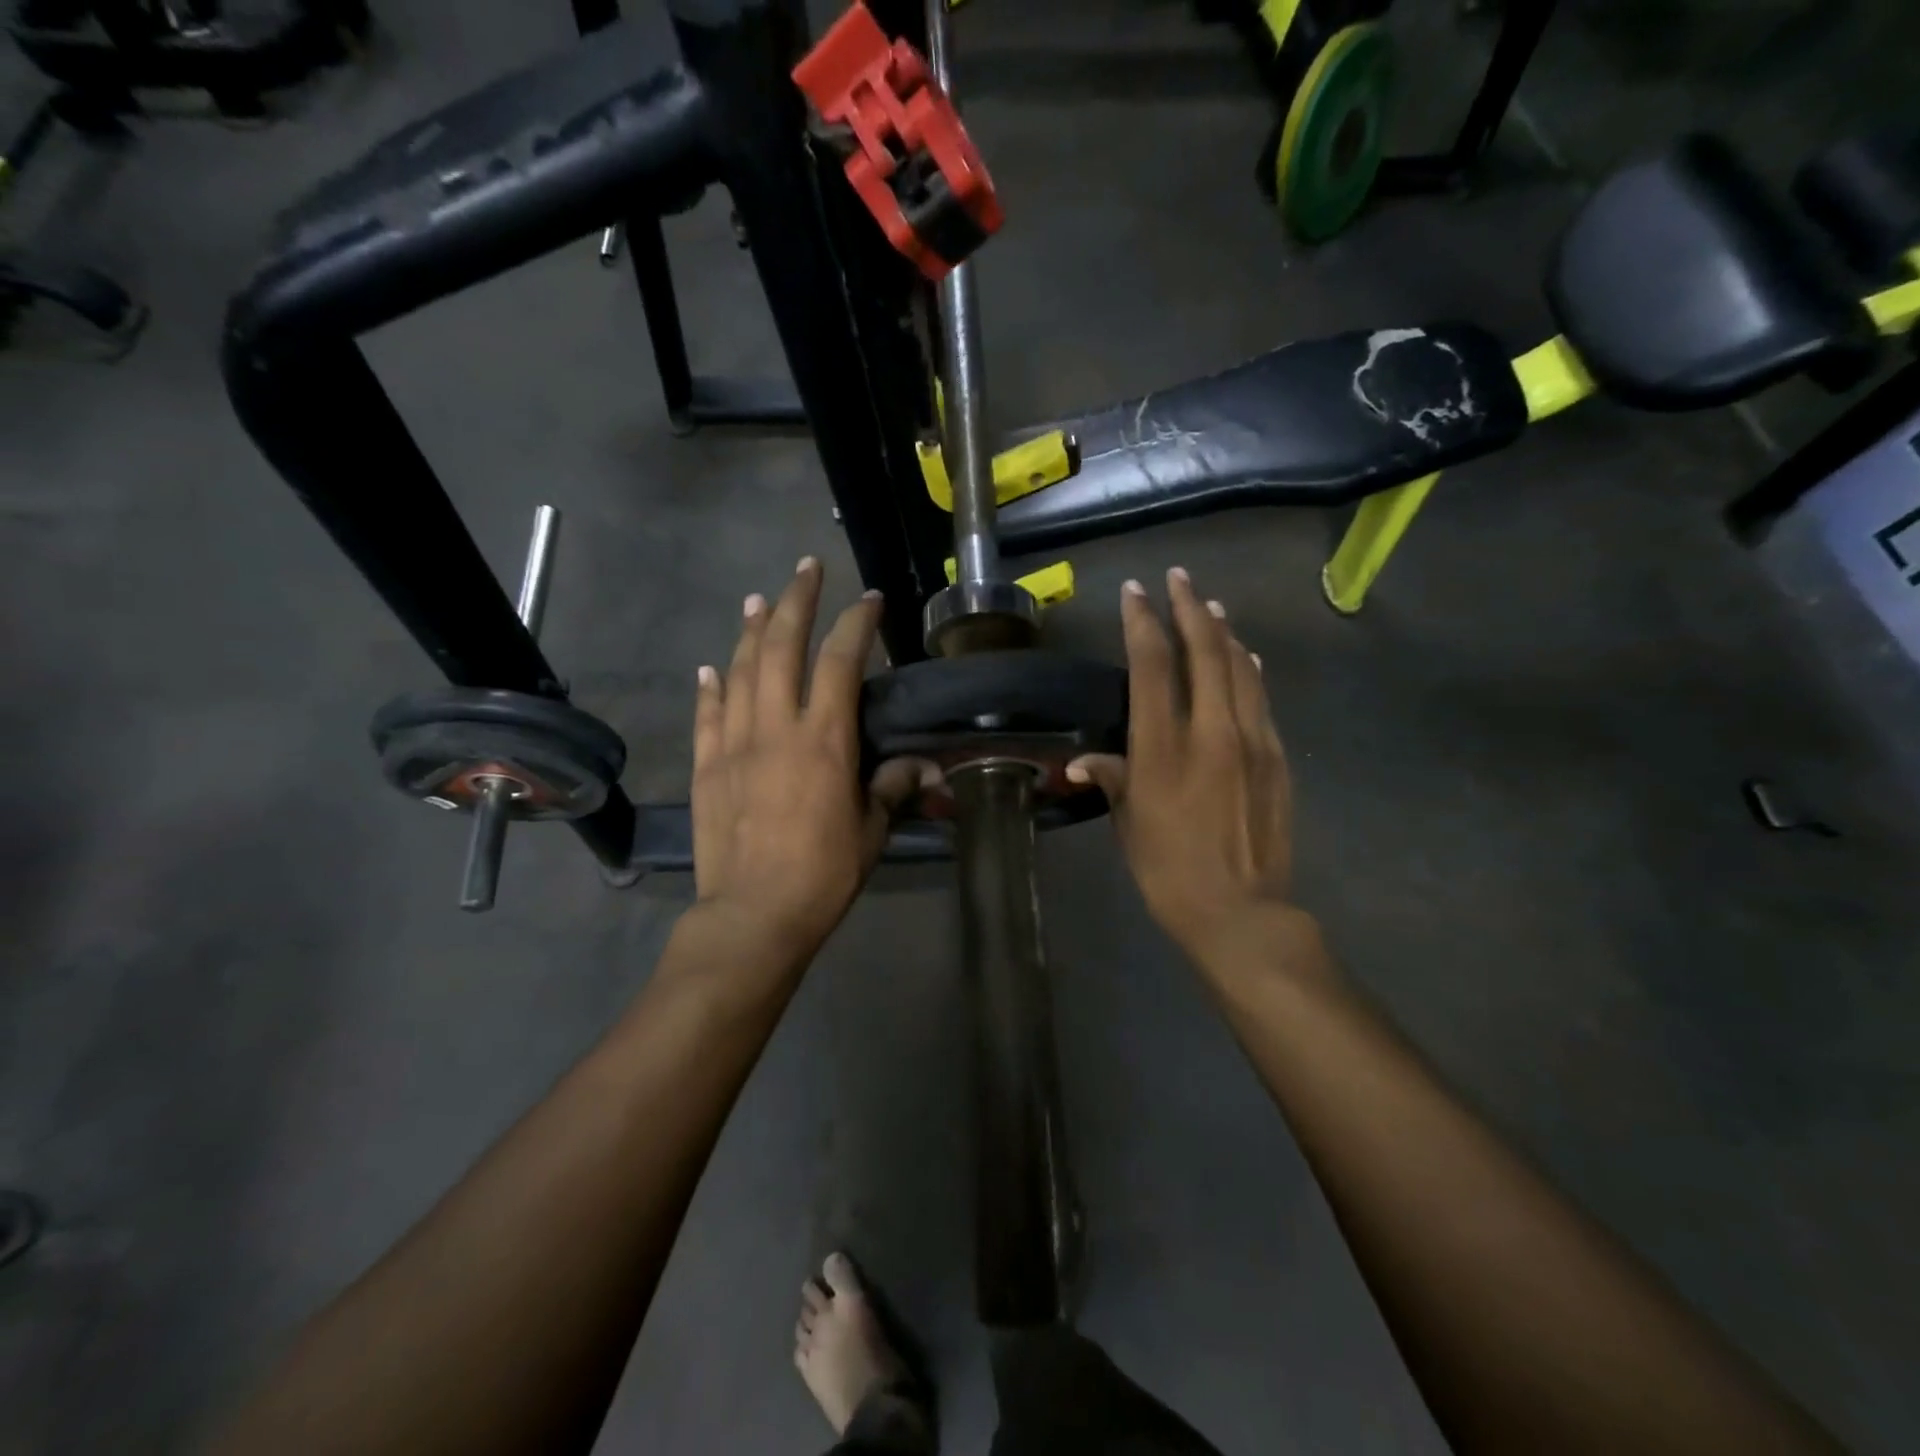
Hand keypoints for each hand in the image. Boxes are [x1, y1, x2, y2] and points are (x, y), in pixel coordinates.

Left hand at [691, 558, 925, 960]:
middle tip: (806, 568)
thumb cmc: (823, 874)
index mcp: (823, 740)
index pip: (840, 661)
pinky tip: (710, 667)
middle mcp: (775, 728)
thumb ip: (892, 787)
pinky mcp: (705, 767)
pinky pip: (706, 715)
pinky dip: (710, 687)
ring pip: (739, 671)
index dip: (855, 623)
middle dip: (796, 601)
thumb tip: (925, 766)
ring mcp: (733, 744)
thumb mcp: (870, 830)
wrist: (753, 914)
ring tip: (759, 599)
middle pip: (781, 648)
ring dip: (750, 630)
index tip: (869, 598)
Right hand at [1068, 568, 1294, 967]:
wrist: (1242, 913)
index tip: (1135, 592)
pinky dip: (1249, 669)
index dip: (1143, 622)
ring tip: (1210, 606)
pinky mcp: (1277, 757)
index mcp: (1164, 748)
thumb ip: (1112, 778)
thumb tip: (1082, 759)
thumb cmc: (1169, 872)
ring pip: (1240, 667)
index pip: (1153, 666)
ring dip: (1223, 631)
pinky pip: (1261, 698)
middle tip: (1178, 578)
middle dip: (1188, 608)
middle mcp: (1212, 732)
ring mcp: (1252, 741)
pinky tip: (1245, 657)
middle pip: (1204, 651)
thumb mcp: (1129, 824)